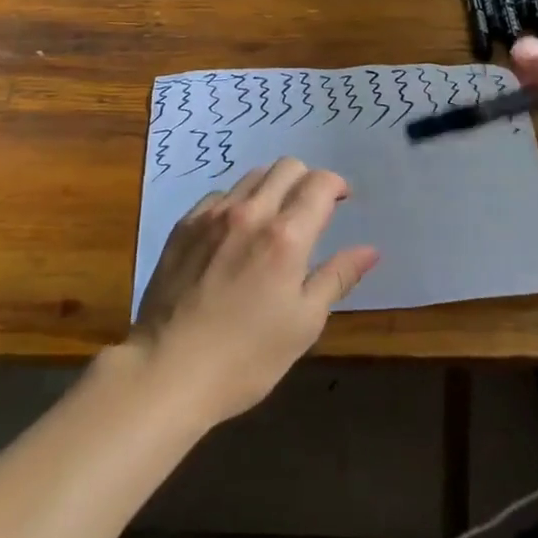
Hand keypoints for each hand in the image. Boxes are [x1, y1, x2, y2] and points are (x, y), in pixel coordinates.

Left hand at [130, 158, 378, 424]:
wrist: (167, 370)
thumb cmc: (246, 358)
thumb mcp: (303, 324)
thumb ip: (337, 277)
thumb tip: (369, 250)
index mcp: (286, 237)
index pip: (319, 184)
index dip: (336, 185)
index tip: (341, 200)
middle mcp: (251, 212)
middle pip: (286, 167)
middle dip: (307, 180)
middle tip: (310, 210)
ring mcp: (213, 214)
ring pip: (252, 176)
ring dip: (272, 188)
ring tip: (273, 221)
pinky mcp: (185, 224)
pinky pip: (220, 195)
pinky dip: (238, 203)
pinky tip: (235, 234)